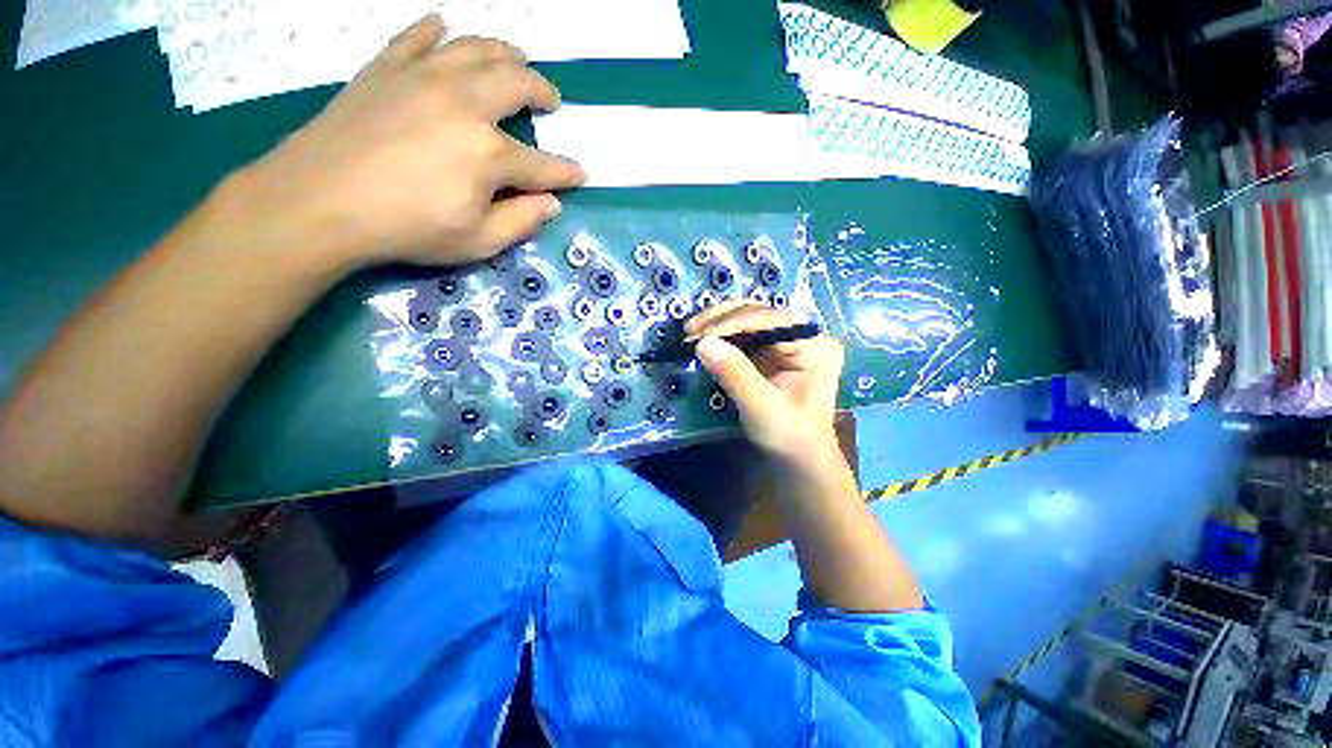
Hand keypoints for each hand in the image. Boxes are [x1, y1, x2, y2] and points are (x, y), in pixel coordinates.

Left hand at [236, 15, 584, 268]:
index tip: (580, 174)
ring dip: (504, 51)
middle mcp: (464, 103)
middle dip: (542, 91)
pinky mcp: (385, 69)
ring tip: (516, 57)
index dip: (566, 172)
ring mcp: (422, 78)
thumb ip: (522, 221)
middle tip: (551, 100)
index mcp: (490, 152)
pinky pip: (416, 37)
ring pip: (475, 48)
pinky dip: (434, 29)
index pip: (542, 164)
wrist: (318, 201)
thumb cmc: (406, 229)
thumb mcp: (478, 242)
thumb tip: (551, 202)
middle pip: (516, 83)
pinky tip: (443, 27)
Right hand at [687, 301, 844, 465]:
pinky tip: (703, 340)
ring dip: (718, 324)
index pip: (769, 320)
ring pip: (748, 318)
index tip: (697, 335)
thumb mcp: (763, 409)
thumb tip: (703, 343)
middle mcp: (804, 335)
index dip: (730, 323)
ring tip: (691, 333)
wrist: (798, 460)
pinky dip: (721, 335)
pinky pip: (744, 334)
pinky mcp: (772, 351)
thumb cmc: (789, 438)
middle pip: (759, 313)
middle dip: (721, 319)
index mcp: (815, 346)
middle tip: (689, 331)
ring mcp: (788, 341)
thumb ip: (736, 375)